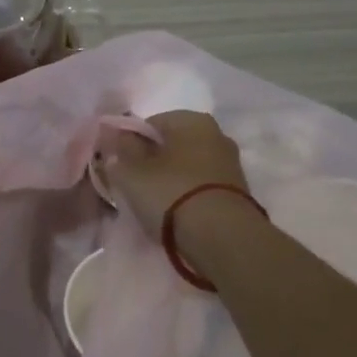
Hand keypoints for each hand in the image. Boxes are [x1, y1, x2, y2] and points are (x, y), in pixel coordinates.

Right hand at [105, 111, 252, 261]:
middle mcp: (216, 133)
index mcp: (191, 119)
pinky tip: (175, 213)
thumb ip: (121, 149)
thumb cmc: (170, 193)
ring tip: (153, 204)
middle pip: (172, 144)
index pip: (149, 123)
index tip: (119, 166)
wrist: (222, 237)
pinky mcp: (238, 191)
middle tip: (133, 185)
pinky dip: (187, 195)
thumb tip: (118, 136)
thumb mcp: (131, 171)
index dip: (129, 143)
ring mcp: (230, 163)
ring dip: (170, 179)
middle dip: (152, 161)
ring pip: (187, 166)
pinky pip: (201, 186)